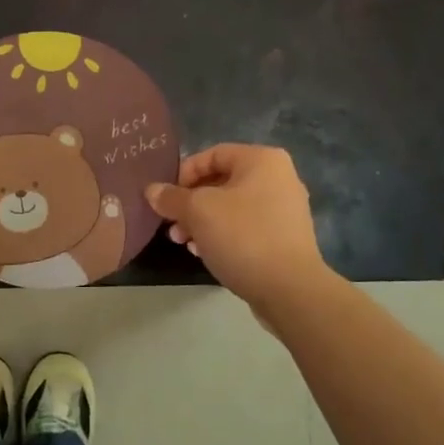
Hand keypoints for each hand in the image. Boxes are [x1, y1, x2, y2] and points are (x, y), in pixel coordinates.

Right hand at [147, 145, 331, 312]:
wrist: (290, 290)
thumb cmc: (243, 236)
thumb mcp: (198, 211)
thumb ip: (172, 198)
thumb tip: (152, 191)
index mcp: (262, 160)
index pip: (213, 154)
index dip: (184, 173)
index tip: (166, 197)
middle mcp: (278, 178)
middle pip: (221, 182)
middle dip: (190, 203)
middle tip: (171, 225)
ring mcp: (284, 210)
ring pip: (231, 207)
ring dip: (202, 222)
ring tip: (183, 243)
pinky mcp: (285, 238)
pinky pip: (246, 227)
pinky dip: (223, 235)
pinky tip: (204, 253)